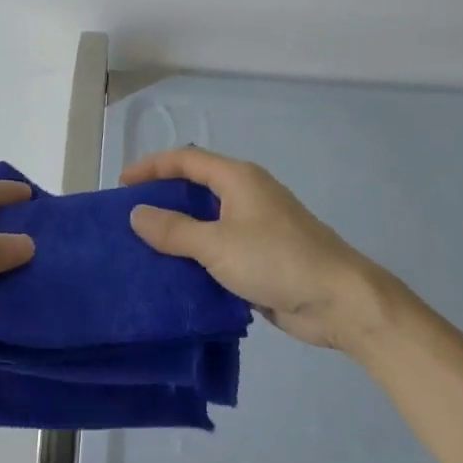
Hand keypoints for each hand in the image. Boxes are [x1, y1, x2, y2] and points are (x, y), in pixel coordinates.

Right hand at [123, 148, 374, 351]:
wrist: (340, 302)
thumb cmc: (278, 260)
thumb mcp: (218, 244)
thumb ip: (174, 229)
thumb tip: (136, 213)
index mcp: (238, 178)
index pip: (186, 160)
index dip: (152, 166)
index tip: (122, 184)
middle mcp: (246, 195)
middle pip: (195, 187)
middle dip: (162, 198)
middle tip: (129, 217)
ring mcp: (255, 227)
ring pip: (206, 220)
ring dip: (177, 231)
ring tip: (143, 247)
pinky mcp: (261, 257)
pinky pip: (218, 248)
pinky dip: (195, 256)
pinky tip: (174, 275)